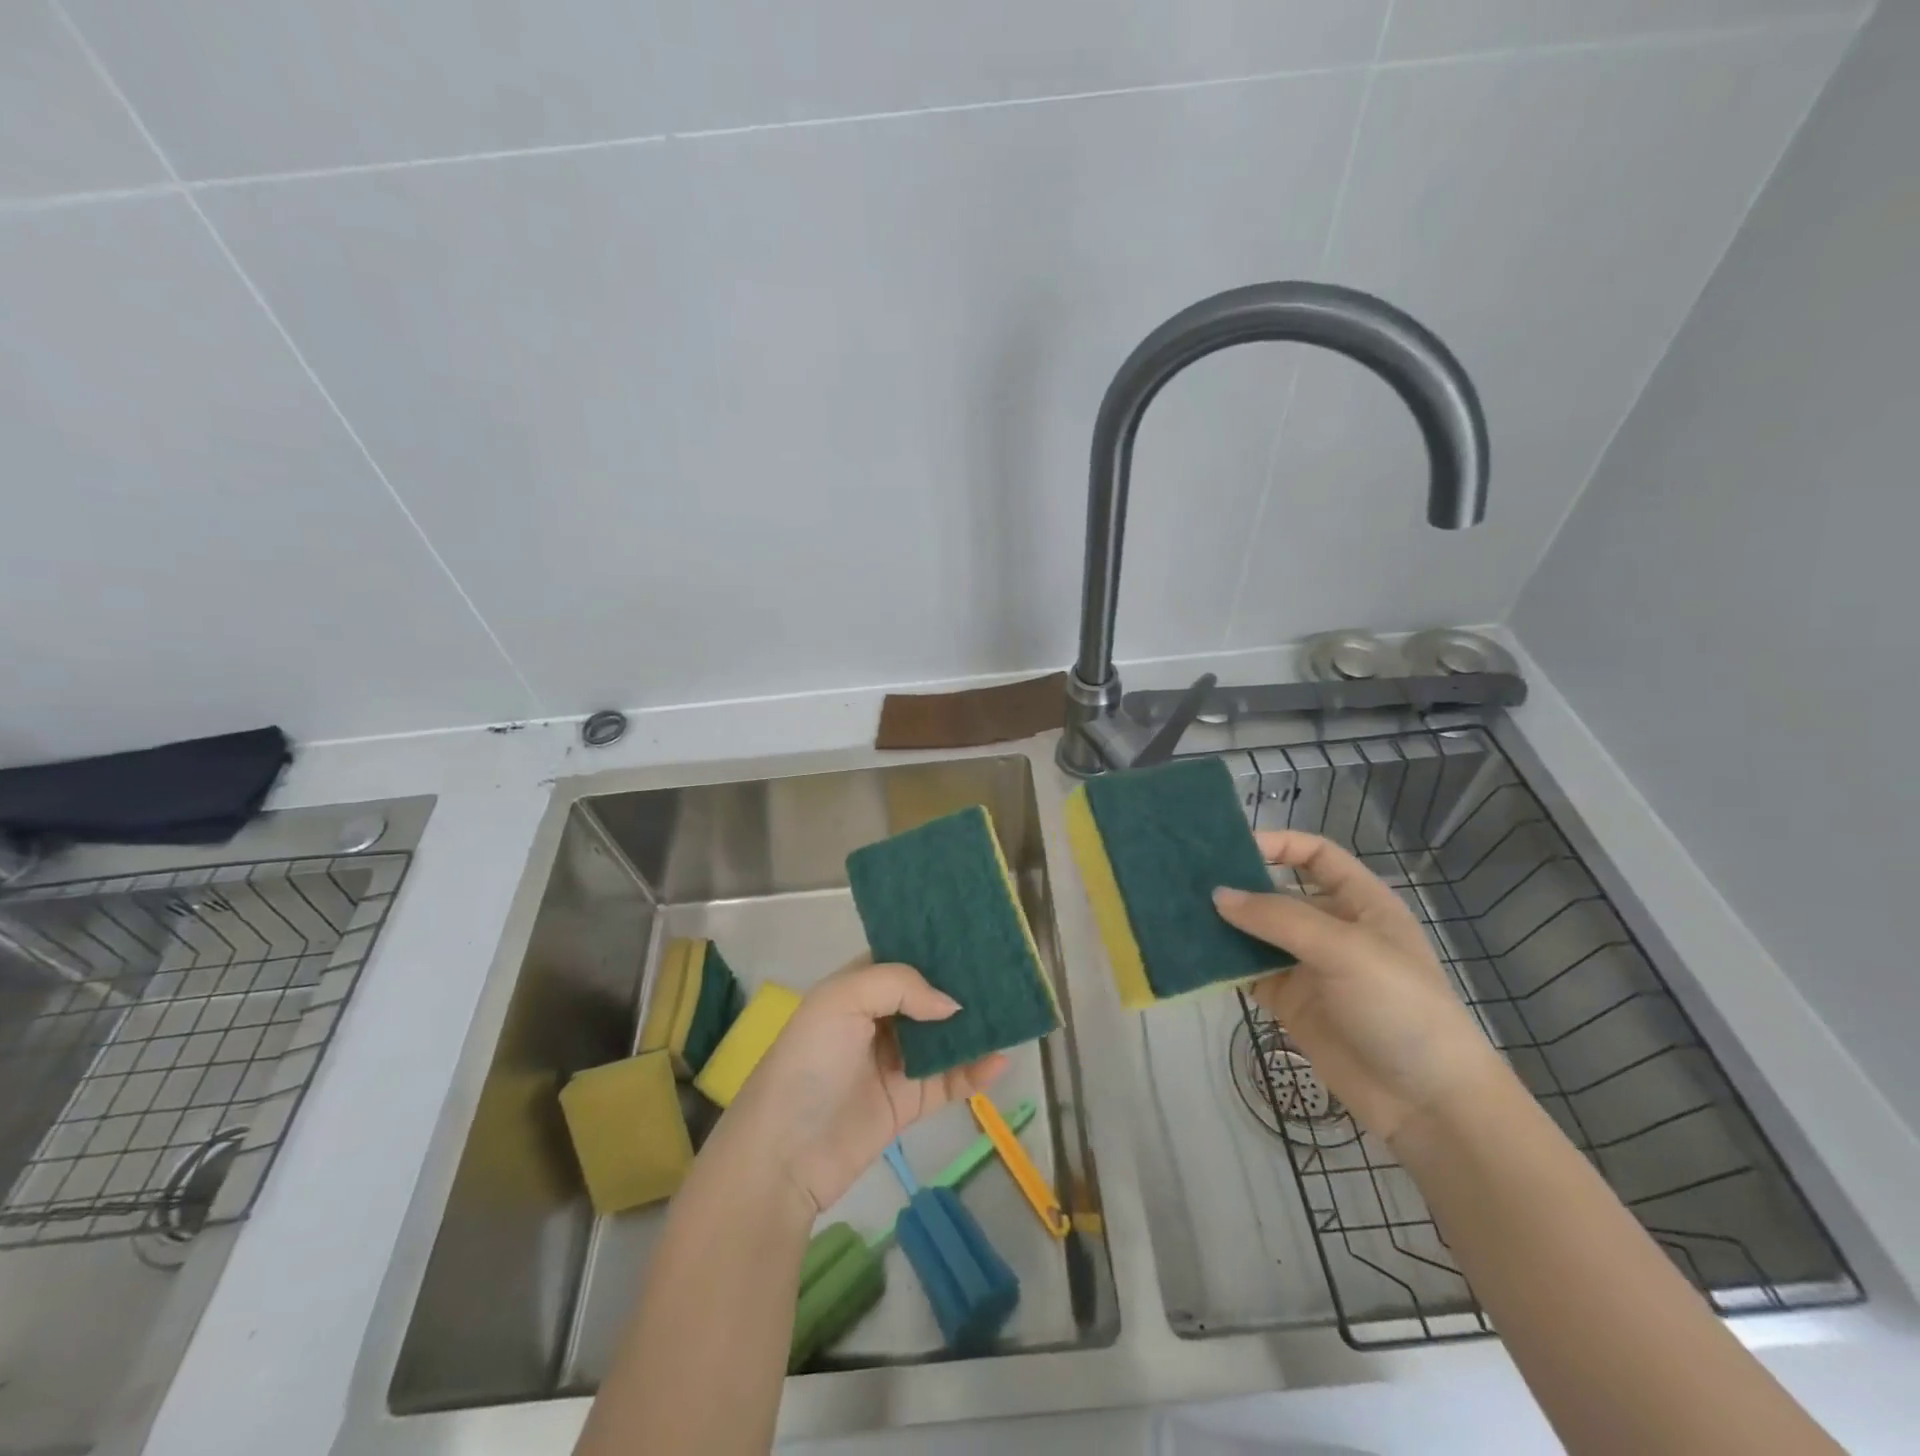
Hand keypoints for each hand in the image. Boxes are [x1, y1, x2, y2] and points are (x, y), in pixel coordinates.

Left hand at [716, 959, 1008, 1214]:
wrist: (783, 1156)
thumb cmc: (808, 1063)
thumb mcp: (841, 1001)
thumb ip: (898, 985)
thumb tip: (952, 1005)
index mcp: (857, 988)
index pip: (902, 958)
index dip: (934, 948)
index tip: (976, 937)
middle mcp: (878, 1019)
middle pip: (929, 996)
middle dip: (963, 986)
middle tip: (1006, 973)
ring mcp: (896, 1062)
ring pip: (945, 1037)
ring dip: (975, 1028)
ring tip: (1014, 1013)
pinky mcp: (909, 1102)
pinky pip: (950, 1080)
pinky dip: (976, 1071)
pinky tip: (1001, 1062)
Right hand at [1212, 830, 1505, 1141]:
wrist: (1427, 1103)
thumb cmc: (1400, 1007)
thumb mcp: (1346, 950)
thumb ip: (1279, 918)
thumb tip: (1217, 895)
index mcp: (1360, 903)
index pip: (1316, 856)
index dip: (1278, 845)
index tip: (1231, 848)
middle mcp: (1331, 928)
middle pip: (1278, 892)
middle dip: (1239, 885)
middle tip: (1188, 880)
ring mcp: (1308, 967)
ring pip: (1256, 933)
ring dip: (1224, 924)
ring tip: (1179, 912)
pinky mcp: (1289, 1002)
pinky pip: (1248, 972)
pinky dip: (1222, 962)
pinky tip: (1191, 953)